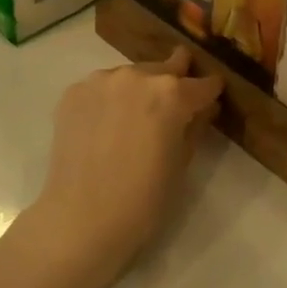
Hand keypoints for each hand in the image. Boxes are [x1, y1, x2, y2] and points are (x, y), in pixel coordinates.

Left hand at [27, 48, 222, 275]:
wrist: (80, 220)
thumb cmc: (143, 200)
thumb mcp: (182, 163)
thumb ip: (195, 126)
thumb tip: (204, 108)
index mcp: (171, 94)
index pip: (202, 83)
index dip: (210, 90)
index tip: (212, 95)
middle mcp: (138, 76)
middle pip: (166, 68)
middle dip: (175, 80)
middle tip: (174, 101)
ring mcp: (102, 80)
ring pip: (132, 75)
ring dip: (139, 90)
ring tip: (132, 119)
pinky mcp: (74, 91)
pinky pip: (102, 87)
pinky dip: (109, 100)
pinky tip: (104, 126)